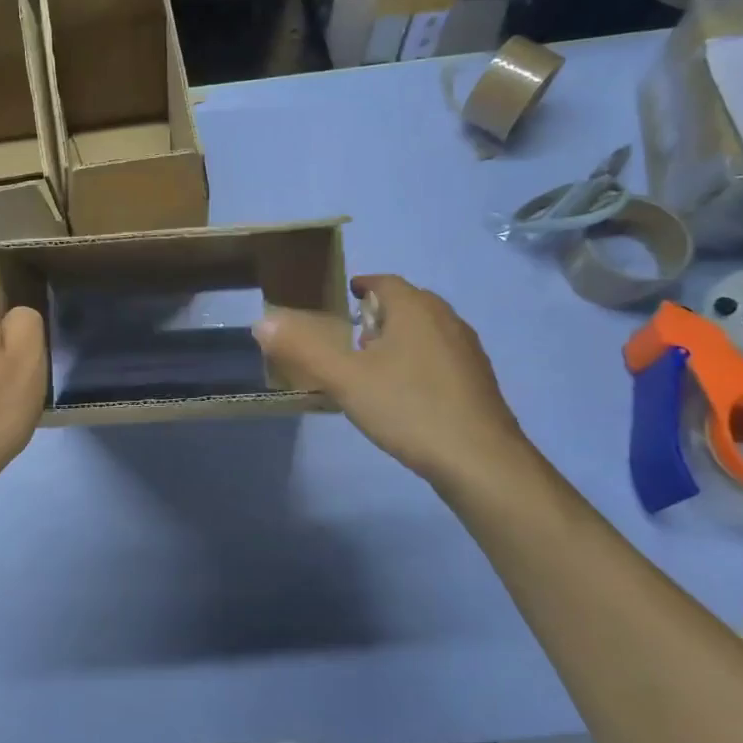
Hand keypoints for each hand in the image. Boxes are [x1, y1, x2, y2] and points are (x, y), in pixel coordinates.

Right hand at [253, 274, 531, 492]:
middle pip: (408, 303)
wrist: (480, 460)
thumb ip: (303, 349)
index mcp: (415, 309)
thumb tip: (262, 321)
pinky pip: (441, 354)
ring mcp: (467, 350)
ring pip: (427, 329)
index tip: (343, 296)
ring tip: (374, 363)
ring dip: (400, 336)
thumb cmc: (408, 408)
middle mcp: (446, 319)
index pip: (385, 282)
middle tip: (351, 334)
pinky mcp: (478, 379)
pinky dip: (419, 359)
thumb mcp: (345, 379)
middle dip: (379, 312)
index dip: (362, 285)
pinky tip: (406, 392)